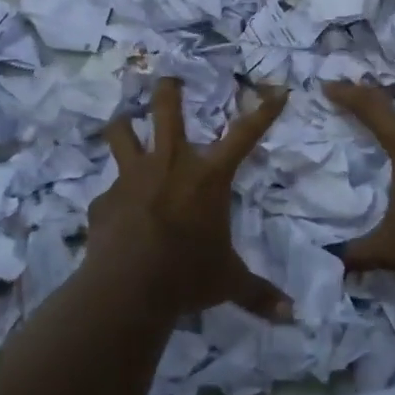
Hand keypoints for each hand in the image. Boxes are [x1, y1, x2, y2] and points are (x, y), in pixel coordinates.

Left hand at [92, 77, 290, 317]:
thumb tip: (291, 315)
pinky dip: (111, 200)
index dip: (264, 112)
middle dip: (168, 90)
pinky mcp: (104, 200)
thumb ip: (258, 294)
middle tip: (168, 78)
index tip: (278, 91)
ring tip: (122, 122)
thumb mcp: (228, 282)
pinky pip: (106, 193)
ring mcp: (133, 177)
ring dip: (123, 125)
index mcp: (209, 176)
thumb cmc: (188, 274)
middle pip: (167, 110)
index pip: (245, 135)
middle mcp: (171, 163)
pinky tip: (111, 215)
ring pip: (121, 133)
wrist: (129, 285)